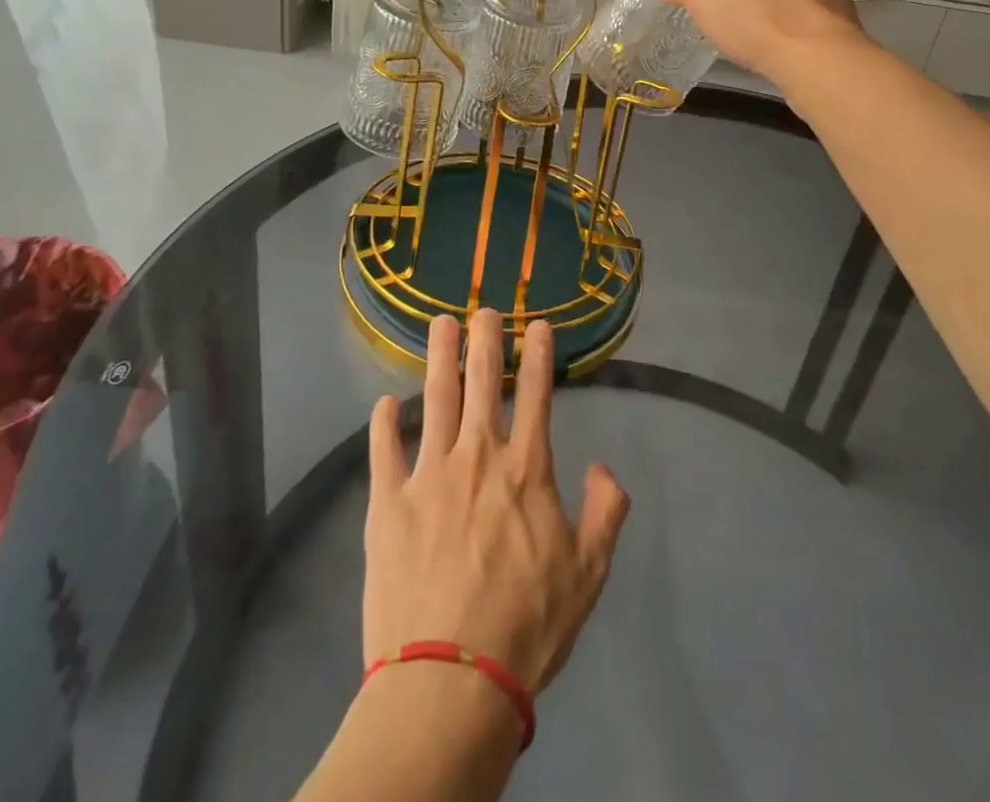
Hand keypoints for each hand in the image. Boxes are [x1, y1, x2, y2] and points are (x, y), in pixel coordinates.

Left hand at [363, 310, 628, 692]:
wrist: (451, 680)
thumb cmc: (527, 627)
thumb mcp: (588, 574)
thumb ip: (605, 513)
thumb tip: (605, 467)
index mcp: (525, 470)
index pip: (537, 395)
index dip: (539, 355)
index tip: (537, 324)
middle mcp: (478, 456)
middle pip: (482, 382)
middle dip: (485, 339)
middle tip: (484, 309)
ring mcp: (429, 475)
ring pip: (435, 398)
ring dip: (439, 357)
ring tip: (440, 323)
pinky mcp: (388, 503)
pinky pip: (384, 450)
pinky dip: (384, 423)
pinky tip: (384, 403)